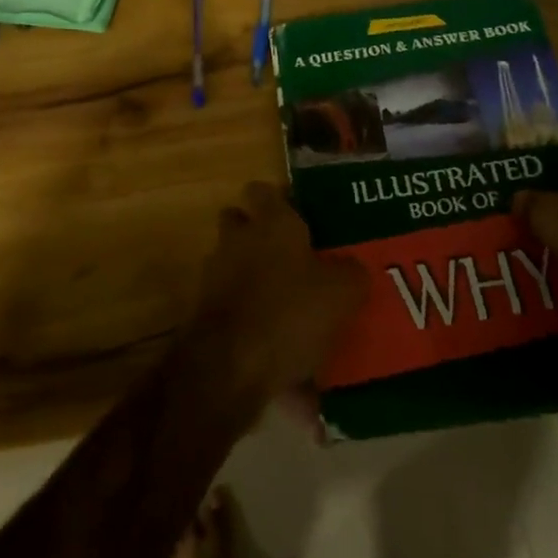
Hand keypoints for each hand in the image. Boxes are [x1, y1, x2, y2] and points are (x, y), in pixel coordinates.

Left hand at [188, 182, 369, 411]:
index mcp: (271, 222)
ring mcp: (216, 275)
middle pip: (241, 222)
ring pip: (234, 264)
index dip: (280, 201)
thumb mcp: (341, 293)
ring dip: (253, 279)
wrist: (230, 367)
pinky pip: (232, 307)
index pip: (264, 190)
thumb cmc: (290, 312)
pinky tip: (277, 352)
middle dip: (259, 236)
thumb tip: (352, 267)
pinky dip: (249, 321)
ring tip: (287, 309)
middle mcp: (238, 239)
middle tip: (293, 259)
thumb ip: (350, 272)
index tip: (302, 216)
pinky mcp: (205, 312)